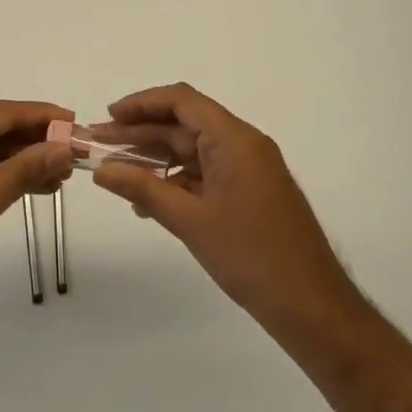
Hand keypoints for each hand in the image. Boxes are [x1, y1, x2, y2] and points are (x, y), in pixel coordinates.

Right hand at [90, 84, 359, 340]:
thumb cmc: (252, 256)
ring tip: (115, 172)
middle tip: (98, 144)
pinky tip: (147, 200)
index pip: (181, 102)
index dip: (141, 104)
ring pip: (192, 151)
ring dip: (155, 159)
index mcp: (234, 139)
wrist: (313, 309)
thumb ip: (143, 189)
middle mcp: (243, 145)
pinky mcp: (249, 194)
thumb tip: (101, 170)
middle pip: (184, 125)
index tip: (108, 116)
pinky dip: (175, 181)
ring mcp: (248, 170)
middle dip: (140, 133)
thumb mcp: (190, 221)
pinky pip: (205, 174)